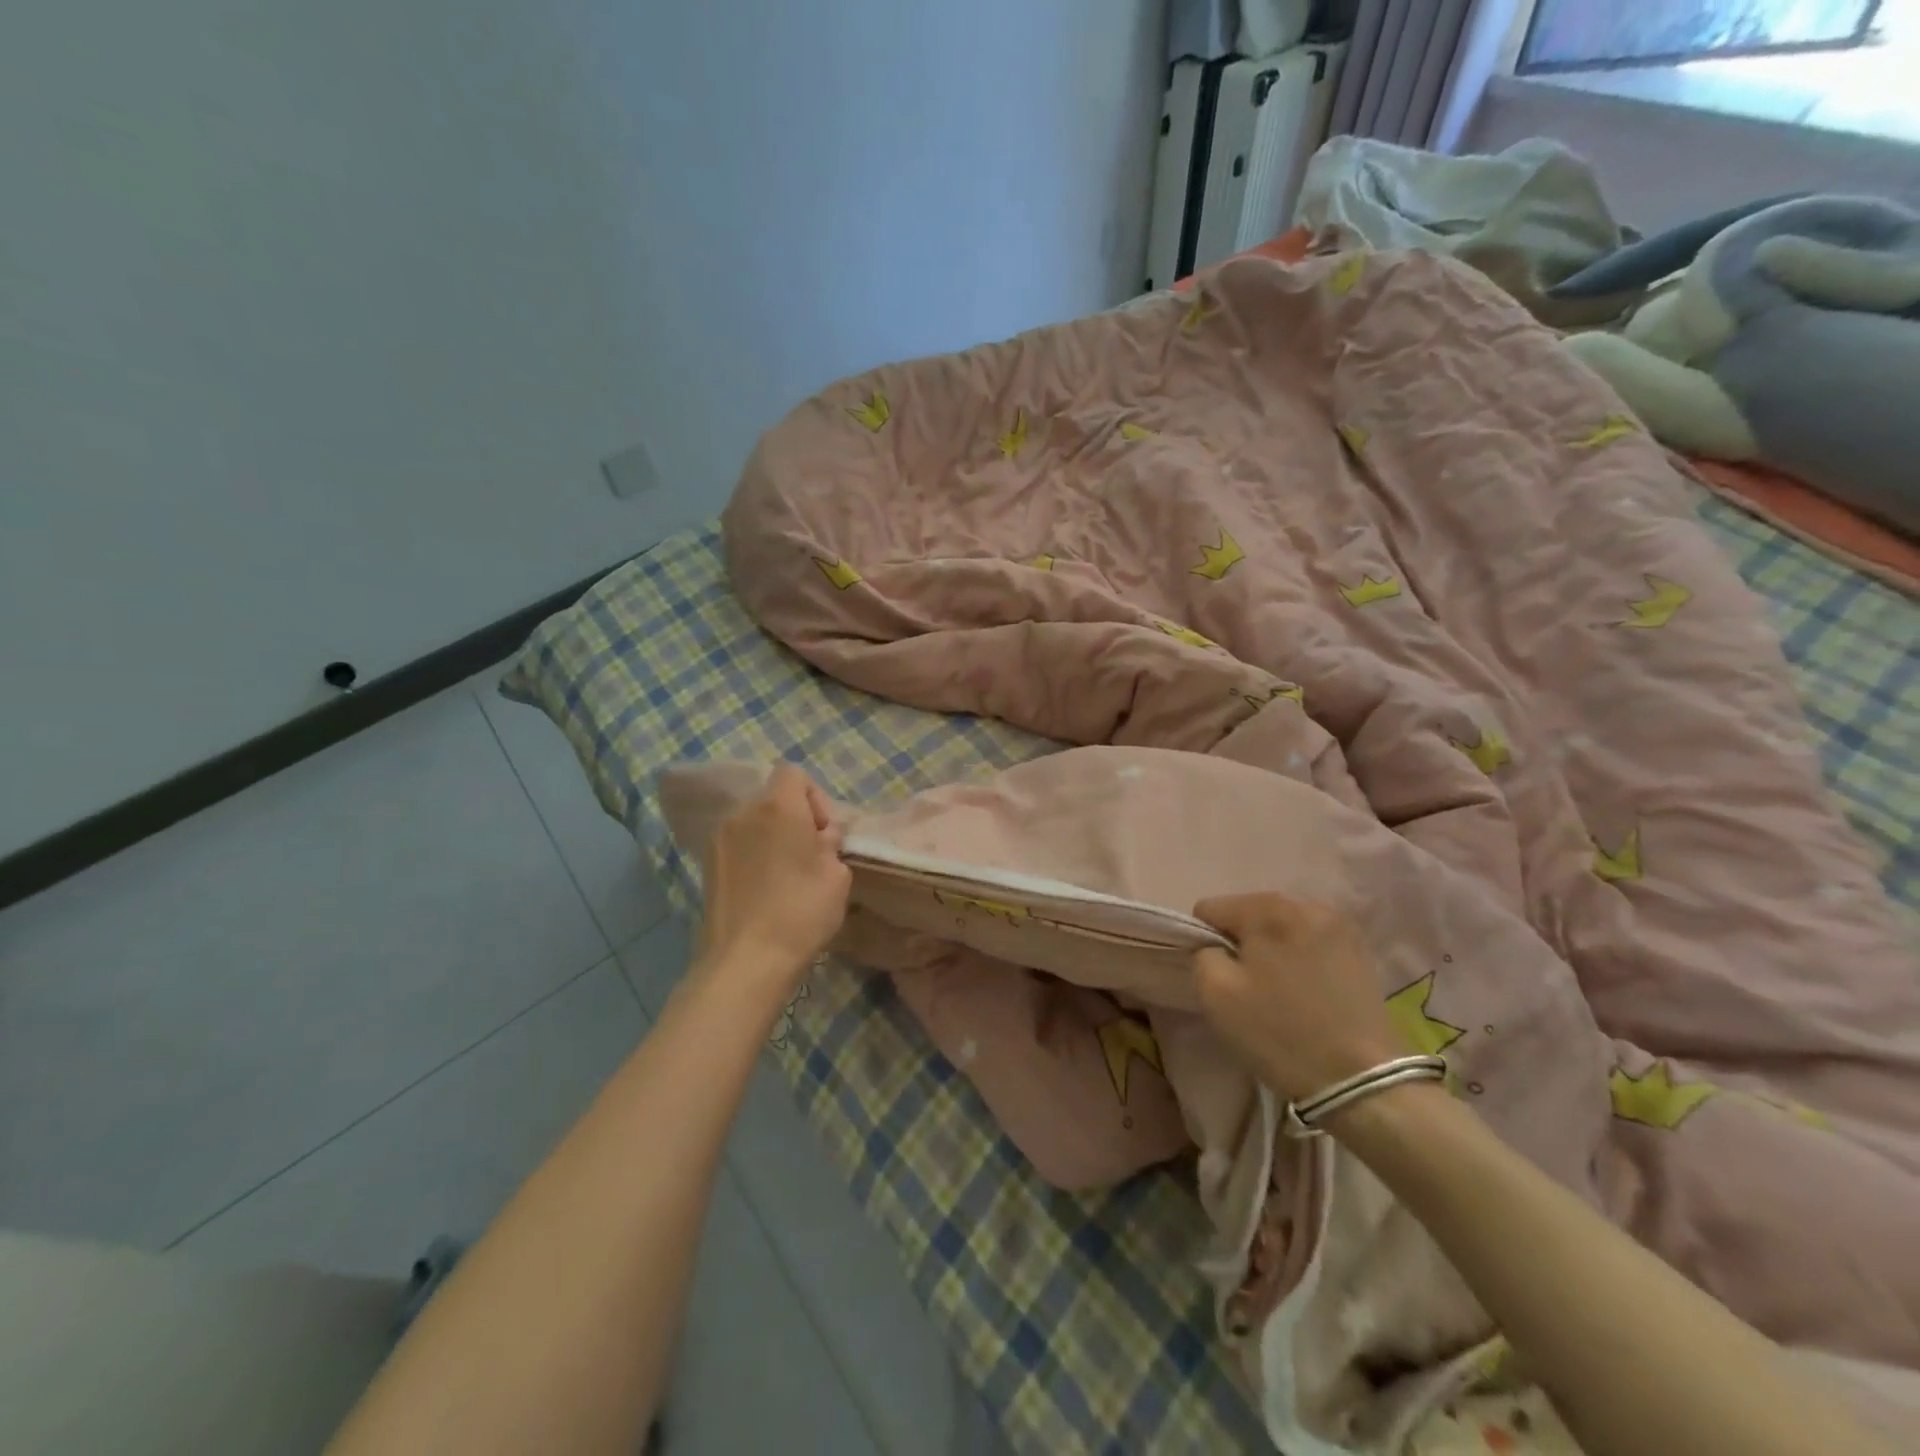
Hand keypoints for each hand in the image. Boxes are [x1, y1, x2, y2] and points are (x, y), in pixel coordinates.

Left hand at [697, 766, 850, 994]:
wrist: (746, 960)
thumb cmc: (801, 910)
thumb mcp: (837, 875)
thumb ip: (830, 844)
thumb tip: (818, 839)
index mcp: (778, 806)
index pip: (794, 773)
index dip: (815, 797)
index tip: (823, 833)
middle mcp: (743, 813)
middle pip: (772, 798)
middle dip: (794, 819)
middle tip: (810, 856)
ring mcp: (719, 839)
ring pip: (753, 823)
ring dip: (772, 839)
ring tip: (787, 877)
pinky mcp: (707, 866)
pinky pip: (738, 846)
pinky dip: (753, 857)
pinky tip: (765, 892)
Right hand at [1191, 893, 1404, 1102]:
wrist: (1363, 1080)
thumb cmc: (1280, 1033)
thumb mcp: (1215, 993)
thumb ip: (1202, 954)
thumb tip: (1215, 946)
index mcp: (1267, 908)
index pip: (1210, 909)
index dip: (1205, 942)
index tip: (1222, 978)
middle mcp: (1304, 903)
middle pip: (1248, 913)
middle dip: (1241, 943)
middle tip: (1251, 987)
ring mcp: (1338, 923)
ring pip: (1280, 926)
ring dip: (1271, 949)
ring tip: (1282, 990)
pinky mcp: (1359, 948)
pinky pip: (1309, 940)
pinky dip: (1300, 957)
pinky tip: (1309, 990)